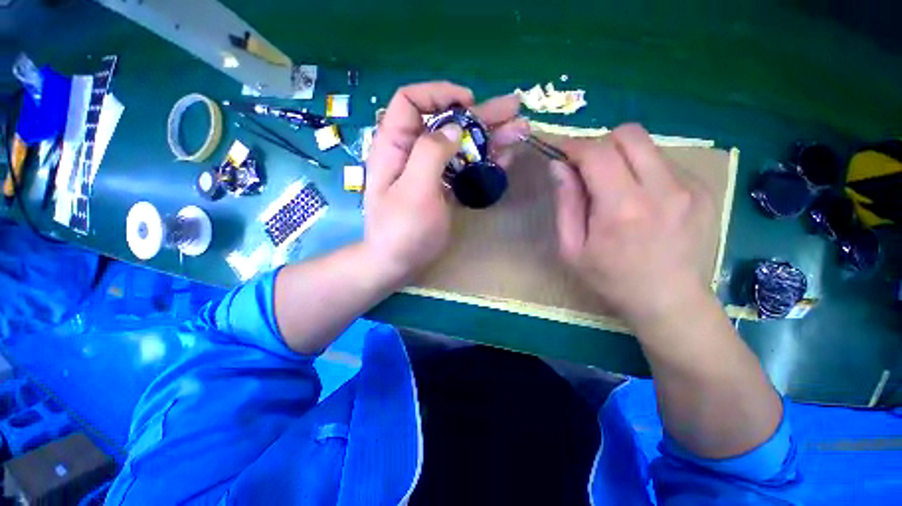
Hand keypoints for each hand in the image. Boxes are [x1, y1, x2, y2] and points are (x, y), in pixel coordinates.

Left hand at [363, 82, 527, 284]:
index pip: (410, 101)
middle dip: (480, 115)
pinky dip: (484, 162)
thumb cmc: (402, 230)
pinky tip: (505, 158)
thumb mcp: (414, 190)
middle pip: (446, 123)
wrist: (399, 263)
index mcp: (395, 146)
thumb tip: (454, 127)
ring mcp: (430, 171)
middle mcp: (412, 153)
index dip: (439, 94)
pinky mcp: (442, 188)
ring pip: (460, 146)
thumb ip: (431, 153)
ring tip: (520, 132)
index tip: (468, 103)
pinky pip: (463, 168)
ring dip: (489, 138)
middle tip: (514, 110)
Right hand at [552, 124, 715, 324]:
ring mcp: (689, 187)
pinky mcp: (703, 190)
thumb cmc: (610, 278)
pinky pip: (664, 163)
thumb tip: (558, 166)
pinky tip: (641, 201)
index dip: (572, 146)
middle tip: (588, 171)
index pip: (596, 153)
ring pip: (647, 146)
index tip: (558, 151)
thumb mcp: (572, 248)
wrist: (668, 301)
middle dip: (600, 145)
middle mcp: (662, 189)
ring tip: (615, 190)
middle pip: (628, 134)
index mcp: (623, 208)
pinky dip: (643, 171)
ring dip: (622, 159)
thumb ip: (565, 203)